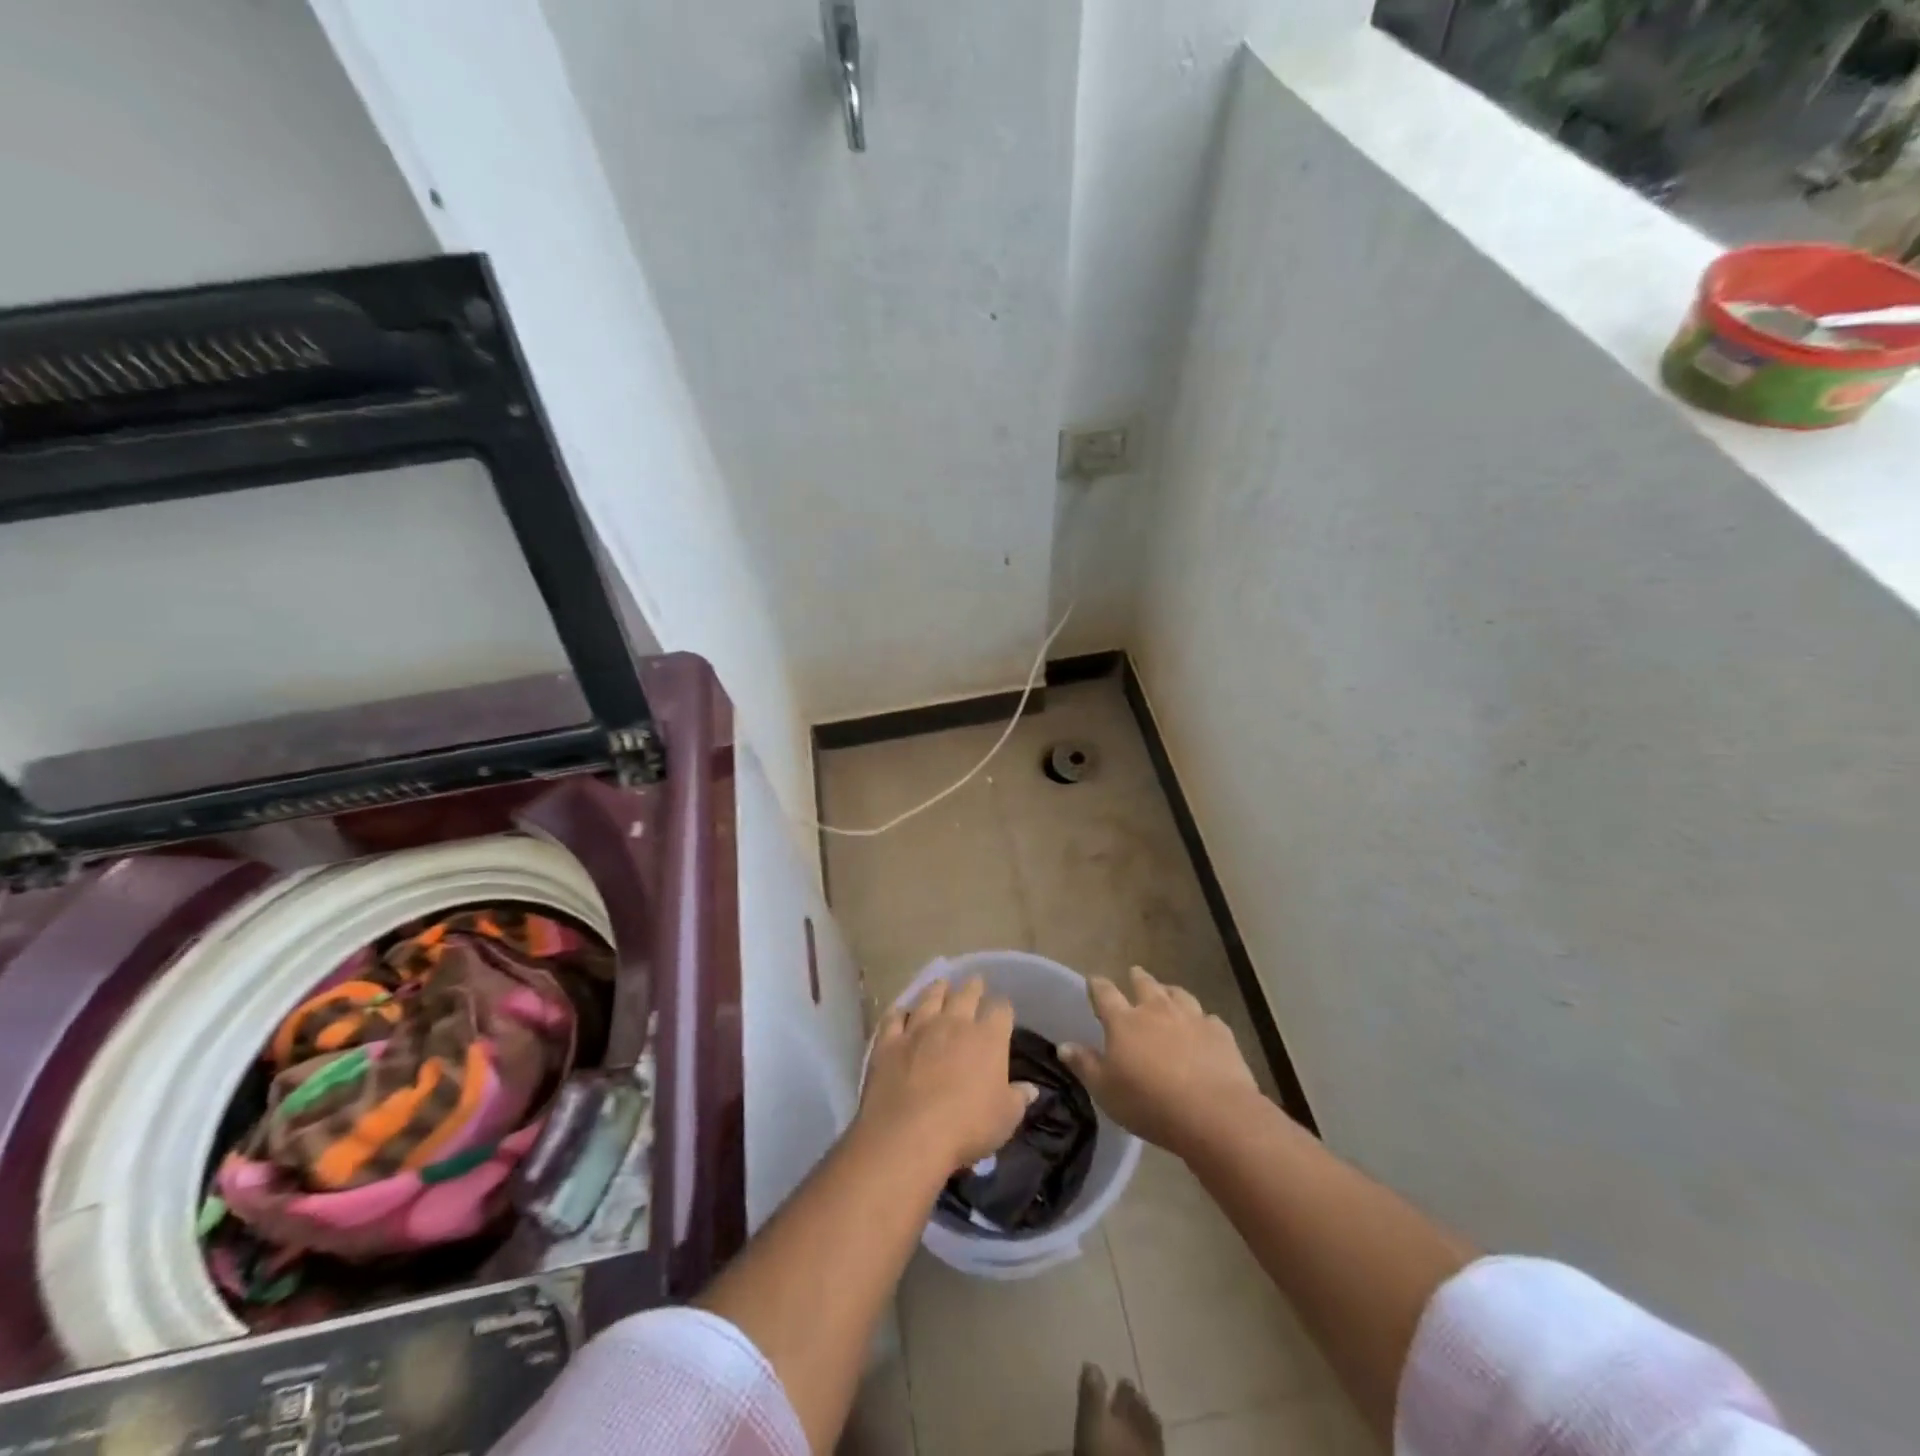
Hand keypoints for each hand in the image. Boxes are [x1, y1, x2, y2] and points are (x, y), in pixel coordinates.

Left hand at [858, 977, 1036, 1175]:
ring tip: (941, 983)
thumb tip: (1030, 1089)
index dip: (1003, 1009)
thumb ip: (1018, 1099)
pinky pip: (894, 1018)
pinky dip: (899, 1012)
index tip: (1003, 1012)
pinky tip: (900, 1011)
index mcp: (988, 1038)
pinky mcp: (889, 1041)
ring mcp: (919, 1028)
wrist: (909, 1134)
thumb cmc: (967, 1127)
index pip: (1001, 1010)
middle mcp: (954, 1023)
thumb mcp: (1005, 1119)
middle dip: (973, 987)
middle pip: (966, 994)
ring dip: (937, 989)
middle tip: (975, 983)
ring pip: (930, 998)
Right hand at [1059, 966, 1262, 1155]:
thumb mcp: (1105, 1090)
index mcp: (1124, 1021)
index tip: (1094, 980)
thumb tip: (1063, 1046)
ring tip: (1167, 992)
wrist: (1213, 1113)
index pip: (1105, 994)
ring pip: (1178, 995)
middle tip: (1134, 973)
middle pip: (1145, 985)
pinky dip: (1202, 1019)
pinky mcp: (1220, 1032)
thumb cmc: (1149, 1103)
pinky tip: (1203, 1026)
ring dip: (1170, 992)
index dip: (1097, 985)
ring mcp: (1191, 1018)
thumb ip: (1085, 1065)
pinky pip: (1208, 1018)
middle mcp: (1156, 1010)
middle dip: (1137, 978)